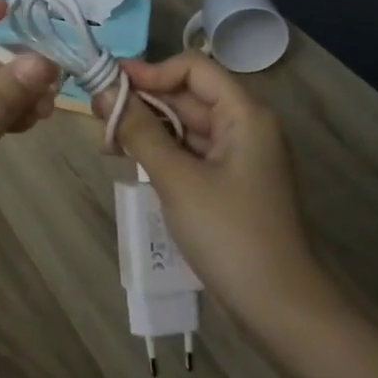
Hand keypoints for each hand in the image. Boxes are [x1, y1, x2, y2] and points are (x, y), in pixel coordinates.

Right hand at [95, 53, 339, 334]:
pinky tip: (128, 160)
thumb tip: (102, 92)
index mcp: (244, 114)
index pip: (193, 68)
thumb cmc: (230, 234)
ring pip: (185, 125)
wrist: (280, 309)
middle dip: (142, 101)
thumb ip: (139, 131)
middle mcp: (244, 126)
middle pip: (188, 95)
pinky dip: (160, 151)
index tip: (109, 83)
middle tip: (97, 113)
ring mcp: (238, 157)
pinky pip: (190, 152)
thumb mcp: (177, 179)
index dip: (151, 71)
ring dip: (147, 127)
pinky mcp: (229, 183)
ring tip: (106, 139)